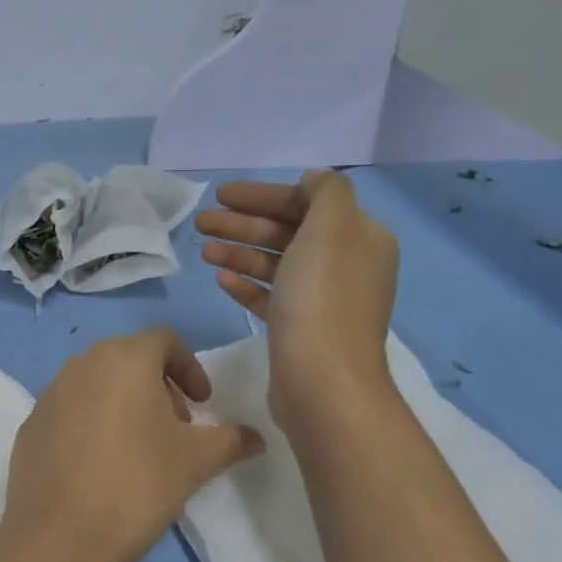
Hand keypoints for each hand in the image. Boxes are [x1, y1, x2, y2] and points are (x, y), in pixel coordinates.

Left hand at [0, 329, 261, 561]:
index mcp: (125, 358)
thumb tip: (257, 438)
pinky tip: (100, 464)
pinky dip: (91, 422)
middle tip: (175, 426)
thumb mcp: (196, 461)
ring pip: (97, 382)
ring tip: (138, 446)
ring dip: (123, 401)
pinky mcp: (30, 424)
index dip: (190, 367)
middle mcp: (82, 363)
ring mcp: (50, 393)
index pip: (165, 341)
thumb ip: (231, 440)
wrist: (60, 535)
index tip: (203, 403)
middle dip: (158, 385)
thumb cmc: (138, 484)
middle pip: (129, 359)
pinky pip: (70, 410)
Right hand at [196, 170, 400, 428]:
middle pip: (288, 232)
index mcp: (359, 237)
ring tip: (204, 251)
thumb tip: (314, 179)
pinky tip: (221, 279)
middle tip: (202, 223)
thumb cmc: (322, 299)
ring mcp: (323, 300)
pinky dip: (247, 284)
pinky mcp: (300, 330)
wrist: (323, 382)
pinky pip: (271, 297)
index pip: (307, 202)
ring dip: (239, 252)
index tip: (222, 195)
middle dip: (244, 224)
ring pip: (276, 265)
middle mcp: (345, 265)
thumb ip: (325, 192)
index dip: (263, 195)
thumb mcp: (330, 228)